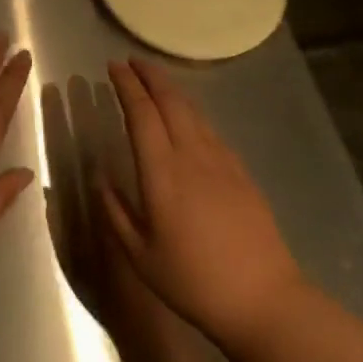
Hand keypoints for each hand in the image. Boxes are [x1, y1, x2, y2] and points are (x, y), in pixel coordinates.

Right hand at [99, 59, 303, 349]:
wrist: (263, 299)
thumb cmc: (193, 281)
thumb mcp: (140, 255)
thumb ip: (115, 210)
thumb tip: (99, 175)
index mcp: (162, 173)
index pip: (141, 114)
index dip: (126, 86)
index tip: (112, 67)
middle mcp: (192, 156)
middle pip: (171, 102)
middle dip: (150, 76)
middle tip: (131, 61)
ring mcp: (222, 162)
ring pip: (194, 112)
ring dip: (172, 90)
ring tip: (155, 81)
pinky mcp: (242, 173)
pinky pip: (211, 131)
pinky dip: (193, 114)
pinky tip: (188, 120)